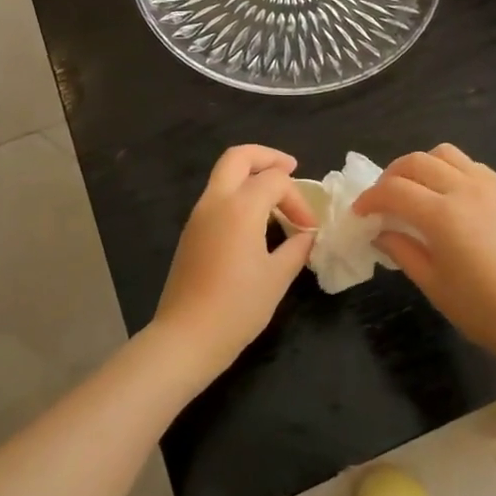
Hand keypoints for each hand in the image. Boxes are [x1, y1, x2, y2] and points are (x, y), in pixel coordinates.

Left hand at [150, 145, 316, 379]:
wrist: (186, 338)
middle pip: (239, 157)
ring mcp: (198, 216)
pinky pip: (217, 197)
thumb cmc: (237, 307)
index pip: (276, 181)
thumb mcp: (277, 277)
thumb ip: (296, 248)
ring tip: (277, 200)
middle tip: (291, 169)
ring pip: (224, 175)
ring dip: (251, 177)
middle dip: (267, 157)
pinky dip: (239, 195)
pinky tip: (256, 222)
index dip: (298, 199)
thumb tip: (307, 235)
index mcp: (240, 207)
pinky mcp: (191, 232)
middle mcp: (215, 201)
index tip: (309, 229)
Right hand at [355, 144, 495, 368]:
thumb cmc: (485, 311)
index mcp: (442, 214)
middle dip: (390, 176)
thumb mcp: (434, 285)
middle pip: (416, 162)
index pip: (393, 191)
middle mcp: (464, 189)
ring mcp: (489, 187)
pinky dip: (449, 170)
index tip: (359, 214)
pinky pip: (470, 165)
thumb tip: (380, 231)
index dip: (370, 199)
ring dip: (421, 166)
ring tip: (414, 191)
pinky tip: (447, 196)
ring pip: (444, 154)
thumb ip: (403, 251)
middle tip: (382, 201)